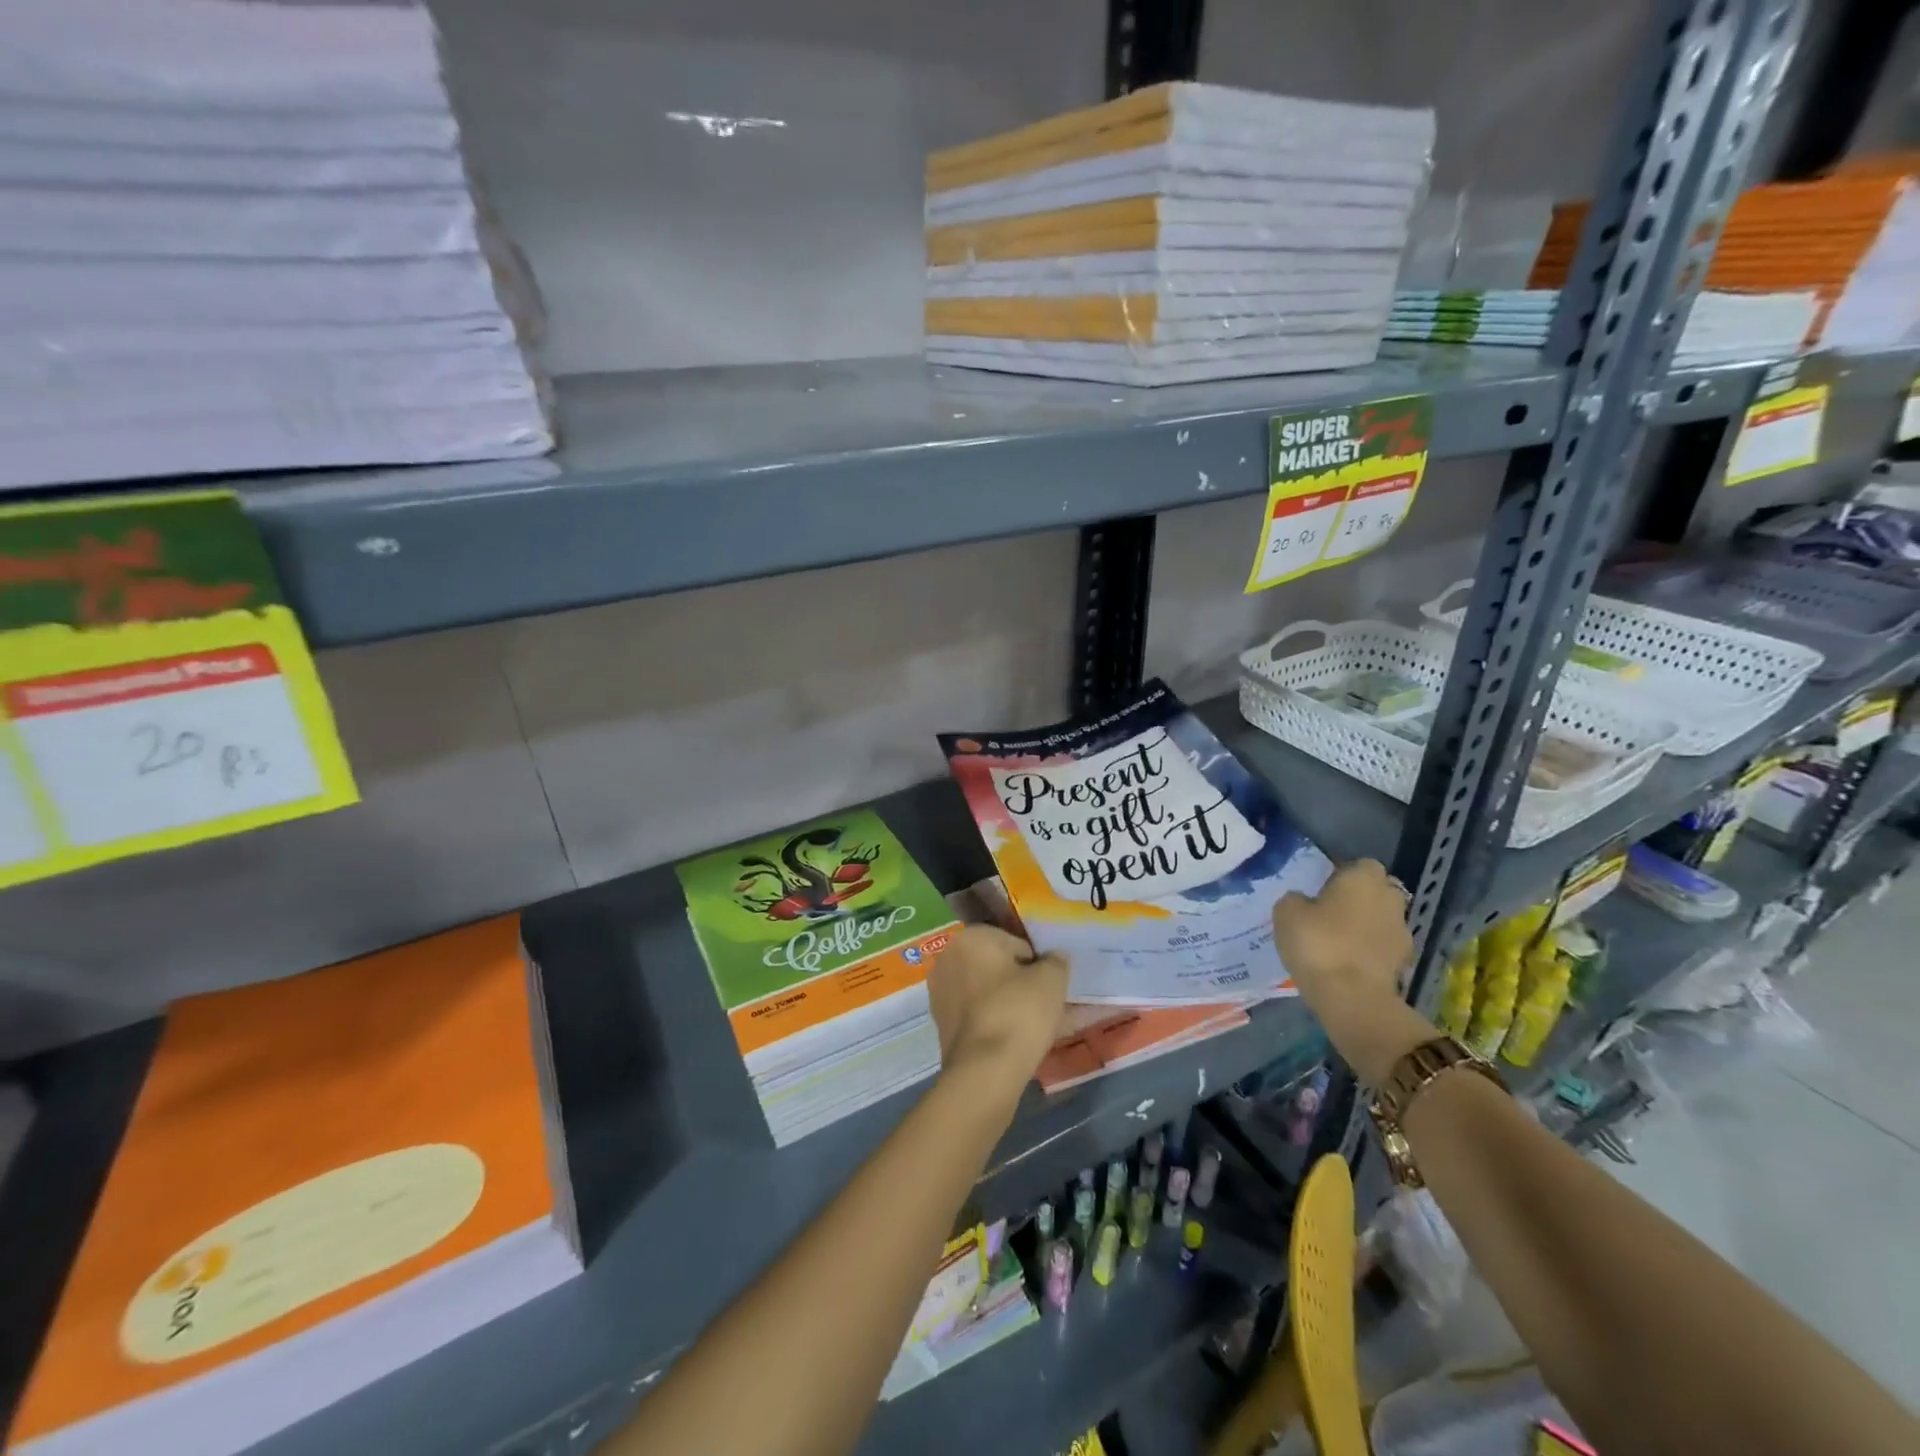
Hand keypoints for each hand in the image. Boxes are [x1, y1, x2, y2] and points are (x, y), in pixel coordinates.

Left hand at [927, 924, 1068, 1094]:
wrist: (985, 1071)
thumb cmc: (1018, 1012)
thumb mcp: (1052, 979)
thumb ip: (1056, 961)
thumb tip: (1053, 958)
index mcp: (970, 938)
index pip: (1015, 942)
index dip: (1037, 963)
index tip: (1050, 984)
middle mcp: (949, 958)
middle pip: (998, 966)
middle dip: (1022, 982)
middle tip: (1048, 1004)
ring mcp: (941, 992)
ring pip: (989, 992)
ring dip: (1012, 1002)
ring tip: (1041, 1025)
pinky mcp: (942, 1024)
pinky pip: (980, 1014)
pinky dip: (998, 1020)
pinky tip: (1021, 1039)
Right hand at [1274, 860, 1432, 1082]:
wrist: (1352, 997)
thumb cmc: (1318, 943)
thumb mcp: (1286, 912)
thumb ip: (1297, 899)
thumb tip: (1304, 901)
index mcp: (1363, 878)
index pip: (1360, 864)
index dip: (1343, 874)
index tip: (1323, 888)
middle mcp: (1389, 898)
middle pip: (1378, 890)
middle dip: (1361, 898)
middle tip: (1332, 912)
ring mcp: (1402, 931)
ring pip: (1383, 918)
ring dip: (1367, 925)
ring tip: (1339, 940)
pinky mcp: (1405, 962)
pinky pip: (1384, 946)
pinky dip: (1371, 950)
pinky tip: (1349, 961)